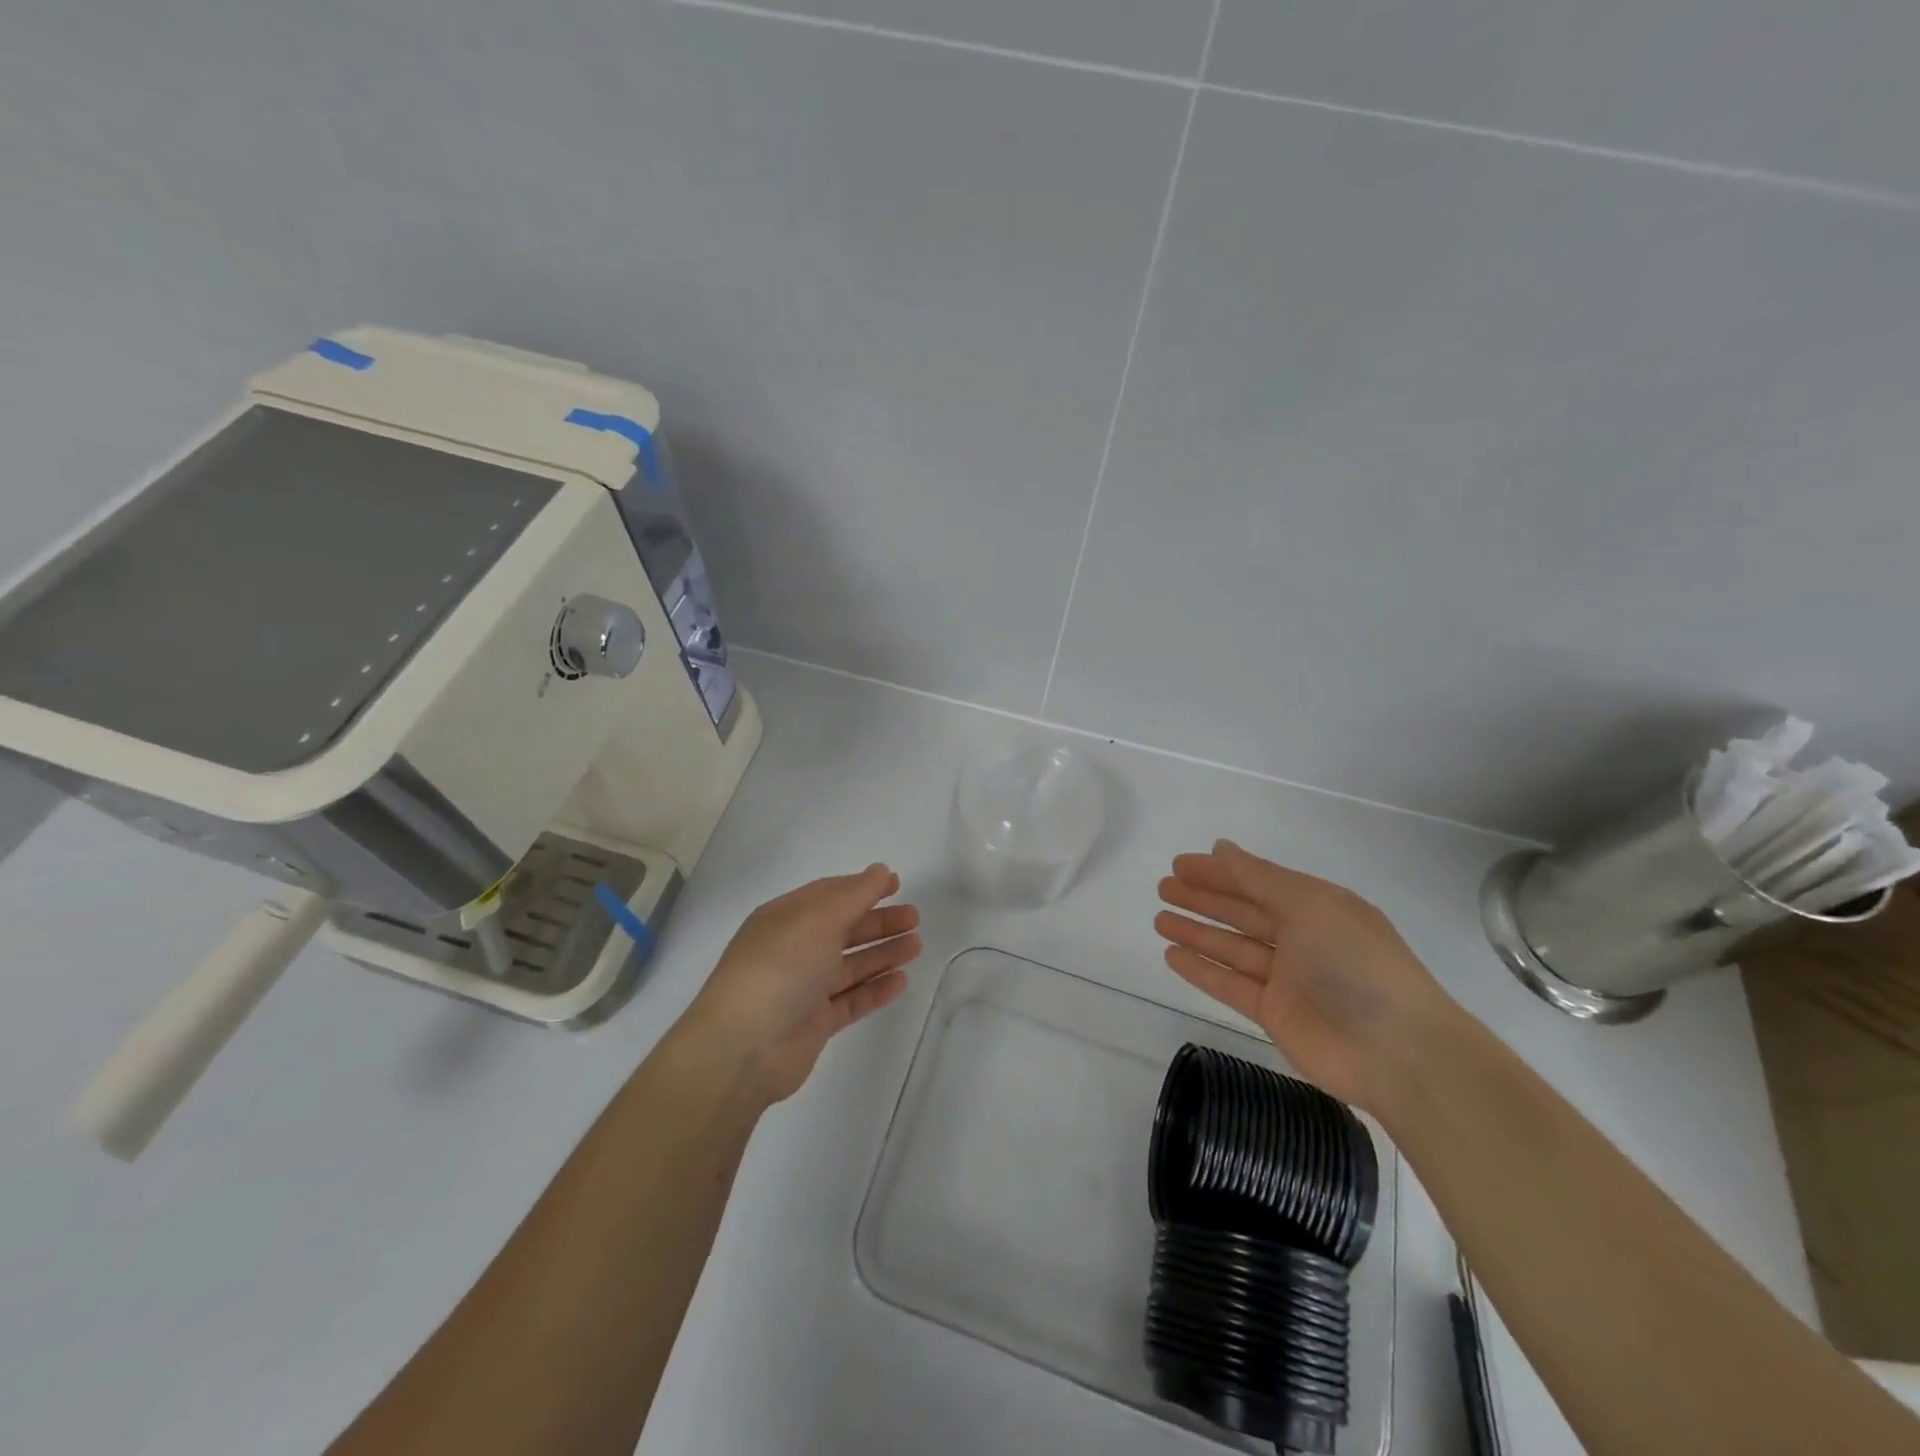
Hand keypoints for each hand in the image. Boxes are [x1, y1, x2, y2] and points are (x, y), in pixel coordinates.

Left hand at [682, 865, 921, 1105]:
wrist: (744, 1047)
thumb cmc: (780, 968)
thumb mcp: (819, 920)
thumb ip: (855, 895)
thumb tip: (880, 871)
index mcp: (785, 918)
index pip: (829, 895)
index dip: (862, 887)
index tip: (897, 884)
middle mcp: (793, 949)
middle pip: (843, 929)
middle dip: (879, 922)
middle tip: (914, 918)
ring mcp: (803, 988)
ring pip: (850, 965)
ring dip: (882, 953)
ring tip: (916, 946)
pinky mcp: (814, 1023)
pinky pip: (851, 1000)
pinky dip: (875, 989)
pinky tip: (901, 981)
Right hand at [1154, 840, 1453, 1113]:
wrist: (1398, 1052)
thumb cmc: (1355, 963)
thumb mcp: (1309, 905)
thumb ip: (1259, 878)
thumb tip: (1222, 847)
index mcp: (1317, 906)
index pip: (1257, 882)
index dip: (1218, 872)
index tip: (1179, 864)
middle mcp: (1301, 938)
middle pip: (1242, 913)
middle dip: (1203, 899)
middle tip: (1163, 888)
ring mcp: (1287, 978)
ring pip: (1232, 948)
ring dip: (1196, 932)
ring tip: (1158, 919)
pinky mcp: (1275, 1014)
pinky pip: (1230, 984)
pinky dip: (1201, 969)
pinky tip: (1172, 955)